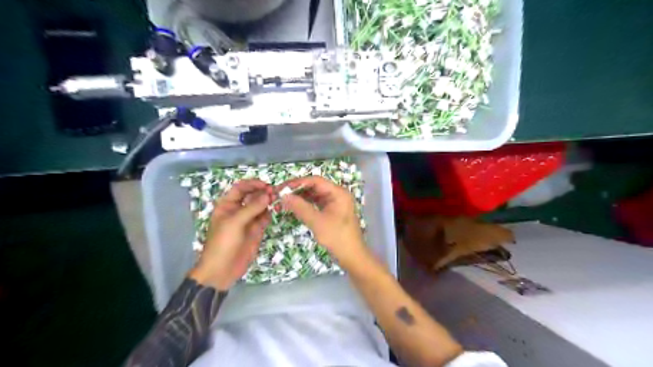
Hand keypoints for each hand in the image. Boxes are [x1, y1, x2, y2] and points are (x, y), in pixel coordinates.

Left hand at [188, 179, 273, 290]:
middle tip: (275, 192)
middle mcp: (238, 210)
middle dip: (263, 192)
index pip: (241, 188)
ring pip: (261, 206)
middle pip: (252, 196)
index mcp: (227, 205)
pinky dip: (270, 213)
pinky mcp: (257, 230)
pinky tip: (276, 210)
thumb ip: (252, 208)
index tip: (265, 185)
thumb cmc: (222, 243)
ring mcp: (248, 220)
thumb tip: (268, 194)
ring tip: (278, 199)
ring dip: (269, 202)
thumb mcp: (234, 223)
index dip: (252, 184)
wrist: (222, 270)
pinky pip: (265, 218)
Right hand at [278, 176, 366, 265]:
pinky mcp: (331, 212)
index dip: (298, 182)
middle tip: (280, 194)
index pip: (316, 181)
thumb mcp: (317, 222)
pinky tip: (294, 208)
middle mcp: (337, 195)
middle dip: (298, 190)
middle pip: (315, 187)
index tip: (282, 187)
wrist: (352, 256)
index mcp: (338, 193)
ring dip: (300, 198)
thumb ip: (300, 207)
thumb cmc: (337, 238)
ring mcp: (335, 203)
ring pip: (314, 196)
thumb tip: (283, 196)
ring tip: (284, 201)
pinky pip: (316, 204)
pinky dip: (306, 205)